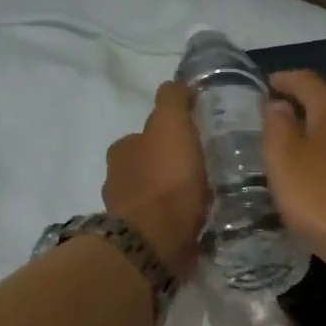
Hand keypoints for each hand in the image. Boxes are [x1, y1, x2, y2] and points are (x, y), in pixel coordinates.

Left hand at [104, 80, 206, 277]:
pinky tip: (200, 221)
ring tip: (207, 199)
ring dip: (176, 196)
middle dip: (174, 167)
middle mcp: (118, 179)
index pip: (148, 135)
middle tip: (206, 171)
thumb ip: (173, 100)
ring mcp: (129, 213)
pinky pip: (165, 223)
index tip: (197, 142)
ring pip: (157, 196)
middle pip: (151, 166)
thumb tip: (178, 84)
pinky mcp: (143, 241)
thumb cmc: (165, 179)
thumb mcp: (172, 125)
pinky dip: (179, 220)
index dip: (172, 136)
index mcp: (122, 150)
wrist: (156, 240)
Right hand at [263, 70, 325, 274]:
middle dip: (305, 109)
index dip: (284, 80)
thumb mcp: (284, 161)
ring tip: (304, 153)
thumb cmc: (323, 199)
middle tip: (279, 123)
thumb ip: (277, 126)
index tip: (267, 86)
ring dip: (325, 137)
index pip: (306, 80)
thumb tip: (279, 105)